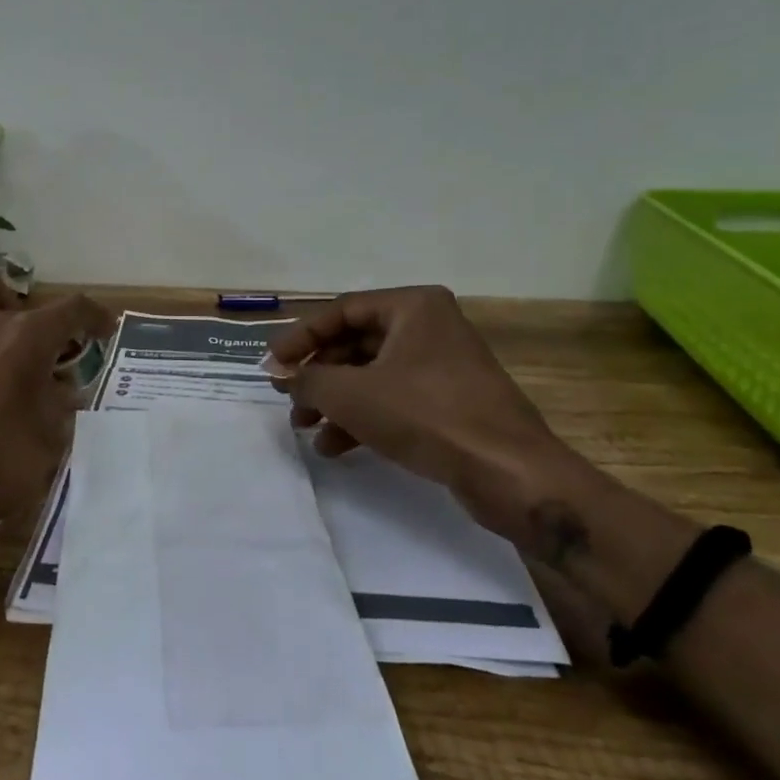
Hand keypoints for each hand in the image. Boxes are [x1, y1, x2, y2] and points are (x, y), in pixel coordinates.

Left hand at [0, 277, 115, 561]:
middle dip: (36, 315)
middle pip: (15, 295)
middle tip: (47, 348)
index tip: (105, 331)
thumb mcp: (52, 433)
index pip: (72, 308)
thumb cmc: (1, 461)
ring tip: (5, 349)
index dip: (95, 316)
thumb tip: (57, 385)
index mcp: (27, 336)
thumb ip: (60, 399)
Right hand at [266, 286, 584, 535]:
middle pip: (354, 344)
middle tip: (288, 399)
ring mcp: (441, 366)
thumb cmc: (426, 415)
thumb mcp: (351, 394)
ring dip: (334, 401)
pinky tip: (335, 447)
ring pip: (370, 375)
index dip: (300, 338)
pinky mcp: (448, 402)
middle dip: (317, 376)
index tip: (272, 366)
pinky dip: (361, 418)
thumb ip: (307, 379)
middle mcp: (429, 327)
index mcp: (412, 307)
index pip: (340, 311)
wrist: (508, 472)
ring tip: (305, 428)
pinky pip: (392, 400)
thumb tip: (281, 374)